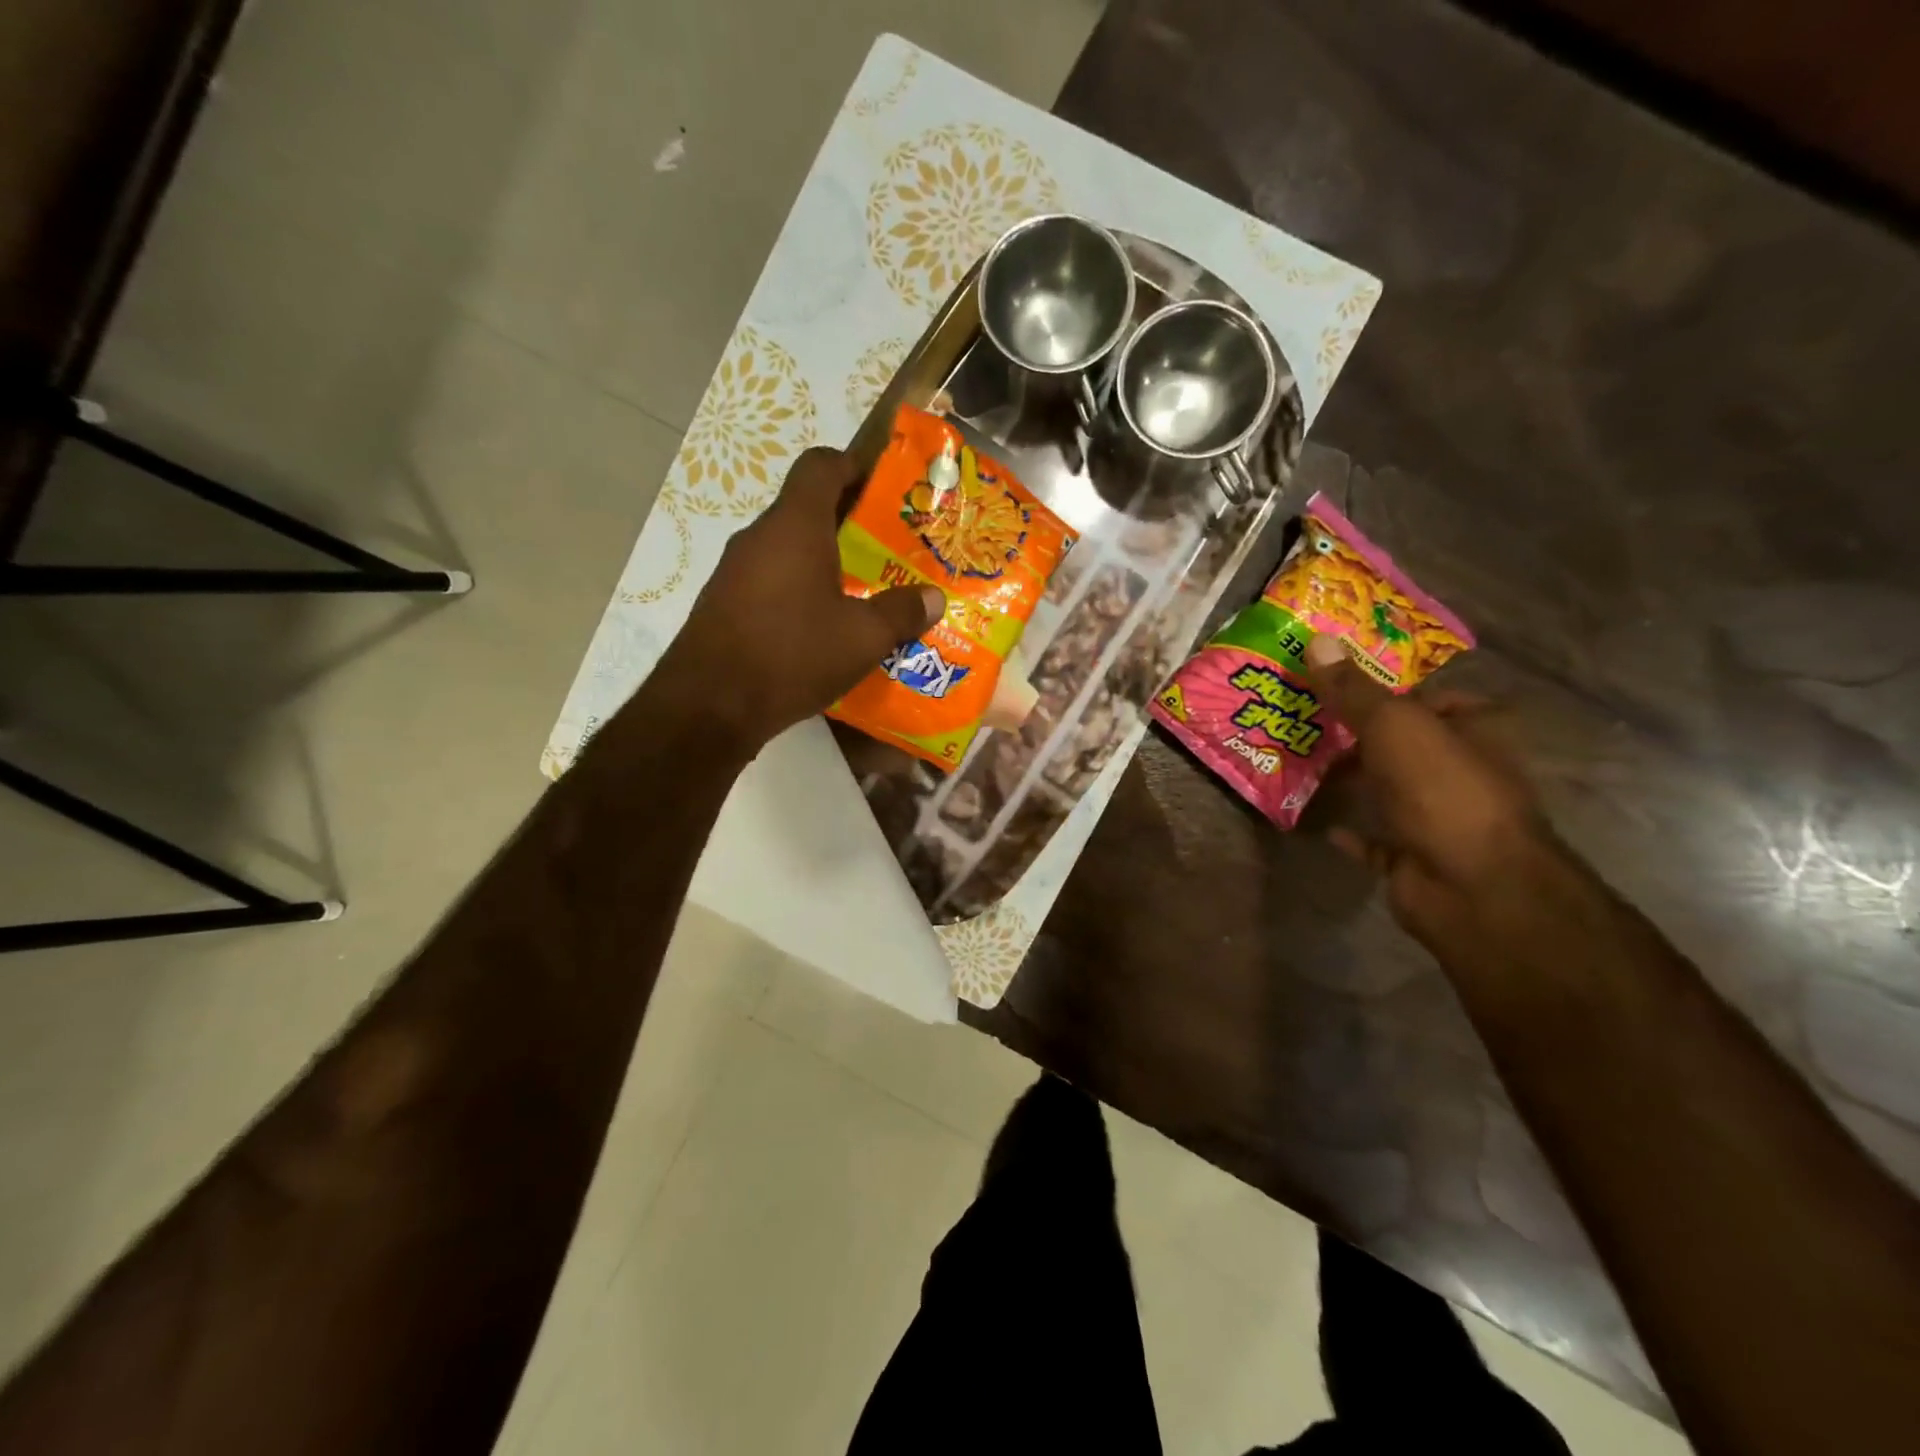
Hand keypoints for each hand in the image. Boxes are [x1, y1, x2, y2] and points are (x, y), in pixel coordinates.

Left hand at [649, 447, 944, 756]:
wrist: (709, 707)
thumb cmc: (792, 655)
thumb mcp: (862, 638)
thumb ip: (901, 613)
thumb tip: (934, 599)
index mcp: (795, 525)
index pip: (820, 465)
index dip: (853, 465)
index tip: (884, 487)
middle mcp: (760, 538)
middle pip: (807, 509)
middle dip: (850, 524)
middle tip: (889, 549)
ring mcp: (735, 572)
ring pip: (789, 550)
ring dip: (825, 563)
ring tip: (863, 593)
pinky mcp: (725, 606)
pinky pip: (771, 583)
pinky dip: (800, 593)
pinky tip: (824, 630)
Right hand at [1302, 634, 1562, 949]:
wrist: (1471, 886)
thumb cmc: (1442, 790)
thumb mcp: (1394, 725)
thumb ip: (1354, 689)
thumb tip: (1316, 639)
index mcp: (1477, 730)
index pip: (1431, 697)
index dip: (1386, 690)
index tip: (1335, 686)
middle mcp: (1464, 771)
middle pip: (1404, 744)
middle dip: (1358, 736)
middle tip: (1304, 722)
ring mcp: (1440, 818)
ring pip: (1388, 789)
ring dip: (1350, 781)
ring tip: (1298, 763)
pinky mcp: (1416, 858)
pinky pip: (1375, 839)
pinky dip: (1351, 831)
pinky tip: (1319, 821)